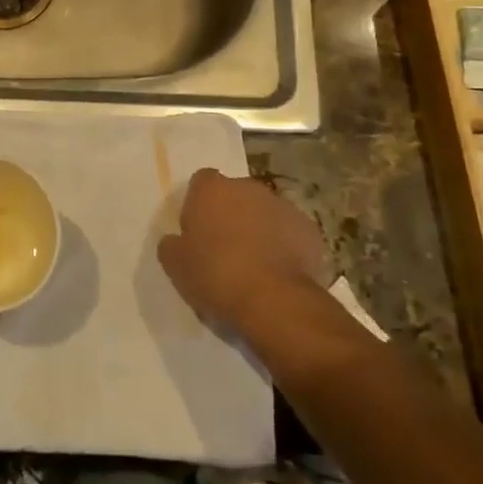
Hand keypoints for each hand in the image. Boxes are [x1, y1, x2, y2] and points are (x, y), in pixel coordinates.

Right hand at [158, 169, 328, 337]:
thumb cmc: (215, 276)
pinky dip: (286, 247)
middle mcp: (248, 188)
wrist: (274, 301)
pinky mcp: (310, 230)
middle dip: (231, 214)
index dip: (199, 204)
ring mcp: (283, 206)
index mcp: (212, 189)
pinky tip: (280, 274)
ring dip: (260, 230)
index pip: (201, 182)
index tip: (198, 231)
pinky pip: (291, 234)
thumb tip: (176, 240)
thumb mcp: (175, 265)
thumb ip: (172, 244)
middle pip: (236, 195)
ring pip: (266, 213)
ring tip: (255, 266)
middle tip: (225, 249)